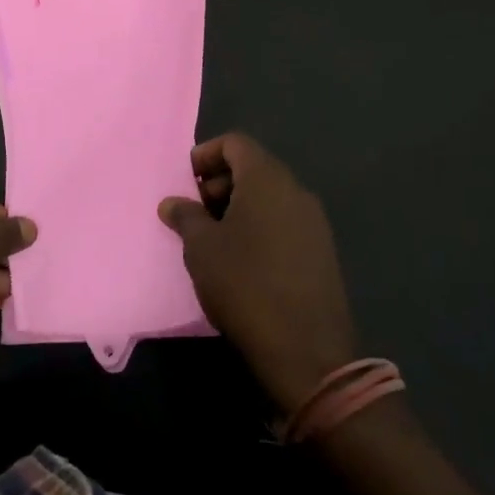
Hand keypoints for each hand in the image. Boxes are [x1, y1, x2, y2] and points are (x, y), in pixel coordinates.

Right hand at [158, 134, 356, 411]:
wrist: (307, 351)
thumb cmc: (245, 284)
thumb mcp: (201, 248)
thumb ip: (185, 216)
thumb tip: (173, 203)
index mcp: (267, 179)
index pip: (235, 143)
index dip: (205, 155)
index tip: (185, 182)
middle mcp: (296, 191)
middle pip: (253, 168)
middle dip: (218, 184)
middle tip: (193, 213)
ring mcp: (314, 222)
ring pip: (269, 198)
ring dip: (237, 208)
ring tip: (212, 240)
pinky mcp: (322, 252)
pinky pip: (284, 223)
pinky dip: (259, 228)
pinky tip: (241, 262)